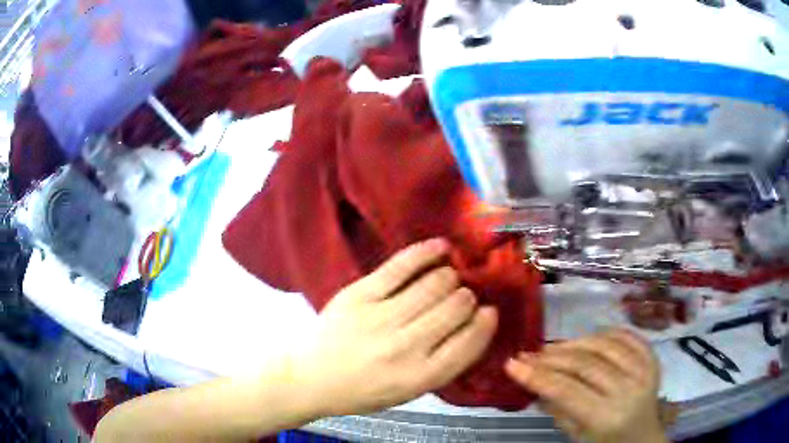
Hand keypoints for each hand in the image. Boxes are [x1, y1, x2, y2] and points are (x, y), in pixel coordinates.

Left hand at [291, 238, 497, 416]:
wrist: (312, 377)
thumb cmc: (363, 390)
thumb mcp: (409, 392)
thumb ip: (442, 364)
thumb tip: (473, 326)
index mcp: (420, 377)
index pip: (470, 343)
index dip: (485, 323)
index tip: (489, 312)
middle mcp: (405, 348)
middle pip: (456, 308)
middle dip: (467, 299)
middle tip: (463, 297)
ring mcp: (381, 318)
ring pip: (435, 284)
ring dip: (450, 278)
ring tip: (449, 279)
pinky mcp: (360, 294)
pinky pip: (401, 266)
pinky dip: (427, 252)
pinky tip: (441, 247)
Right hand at [505, 329, 666, 442]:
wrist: (643, 439)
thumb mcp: (576, 435)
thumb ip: (557, 408)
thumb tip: (533, 383)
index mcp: (606, 417)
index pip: (567, 390)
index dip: (537, 375)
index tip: (513, 364)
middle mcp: (628, 390)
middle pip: (585, 364)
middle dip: (552, 357)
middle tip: (528, 354)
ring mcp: (644, 371)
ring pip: (605, 345)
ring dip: (575, 342)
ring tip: (553, 347)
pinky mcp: (652, 359)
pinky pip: (627, 337)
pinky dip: (605, 333)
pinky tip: (588, 338)